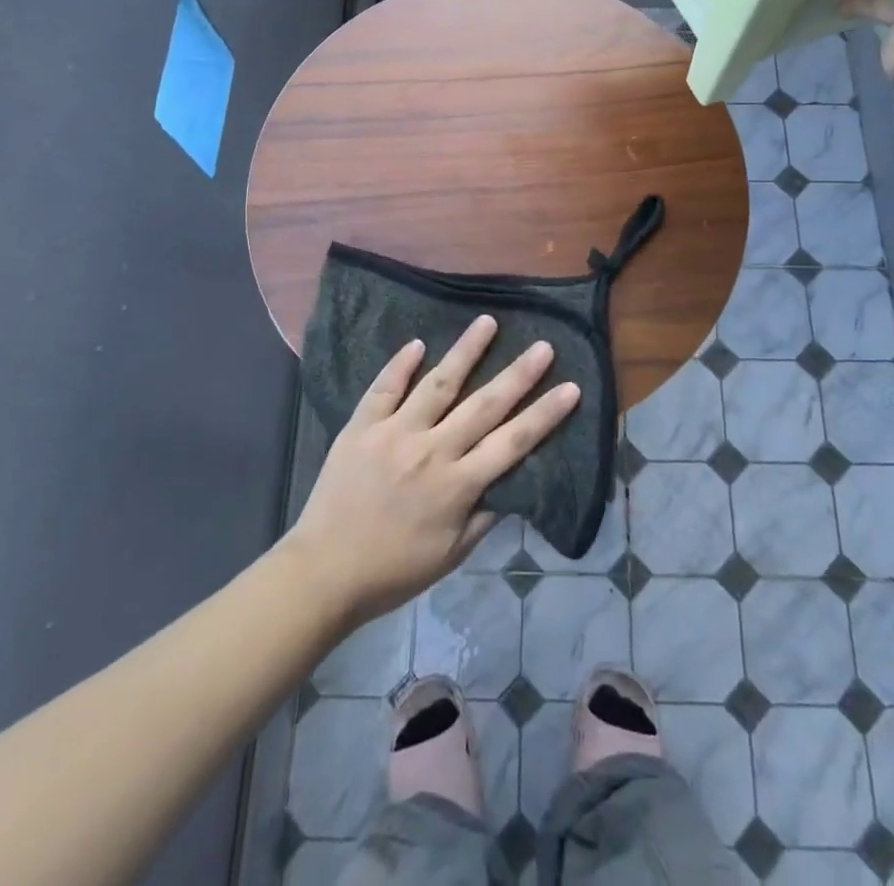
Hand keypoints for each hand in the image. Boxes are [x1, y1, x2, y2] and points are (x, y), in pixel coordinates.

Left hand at [282, 316, 578, 625]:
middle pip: (484, 405)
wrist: (323, 571)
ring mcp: (395, 433)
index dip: (544, 414)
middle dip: (518, 374)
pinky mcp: (361, 427)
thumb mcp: (450, 555)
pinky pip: (384, 388)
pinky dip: (401, 365)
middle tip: (543, 346)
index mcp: (457, 485)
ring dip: (466, 351)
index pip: (513, 442)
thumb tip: (512, 484)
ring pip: (438, 384)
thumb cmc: (393, 570)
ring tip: (487, 322)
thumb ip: (483, 518)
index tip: (570, 387)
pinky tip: (417, 343)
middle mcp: (432, 451)